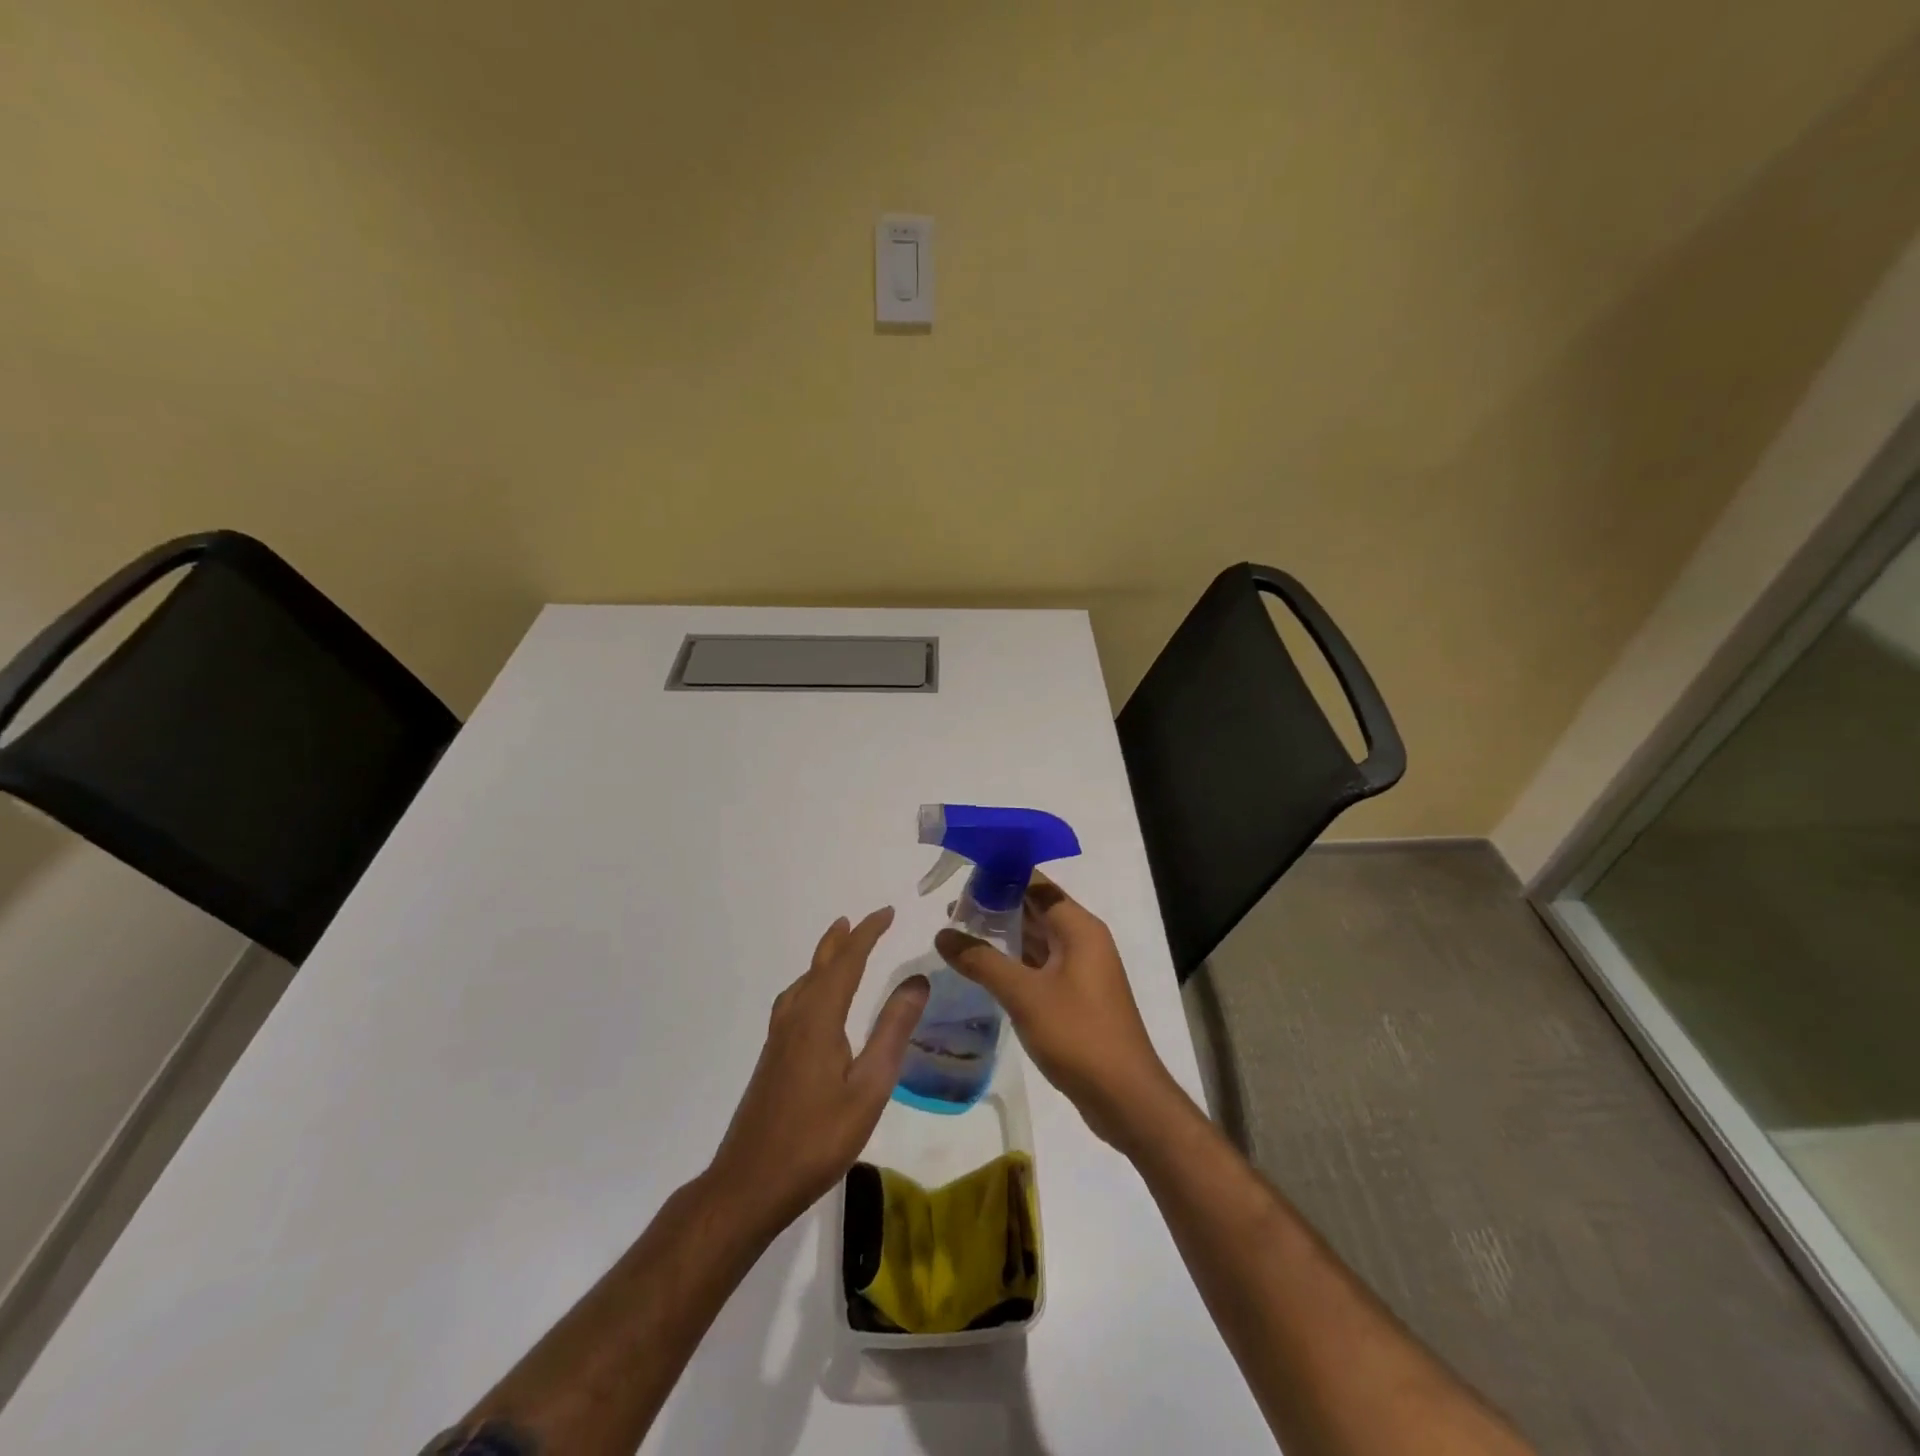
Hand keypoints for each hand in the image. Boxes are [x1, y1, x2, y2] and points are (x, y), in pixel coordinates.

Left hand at [708, 907, 928, 1232]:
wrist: (750, 1184)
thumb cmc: (817, 1138)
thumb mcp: (869, 1087)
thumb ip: (892, 1030)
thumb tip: (917, 980)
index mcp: (819, 1018)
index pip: (847, 961)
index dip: (867, 934)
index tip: (887, 912)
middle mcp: (795, 1018)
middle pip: (819, 966)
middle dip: (842, 940)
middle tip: (858, 920)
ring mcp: (778, 1039)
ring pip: (803, 983)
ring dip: (823, 960)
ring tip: (838, 949)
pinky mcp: (772, 1059)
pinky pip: (794, 1002)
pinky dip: (811, 984)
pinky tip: (814, 1003)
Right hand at [936, 878, 1180, 1150]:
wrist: (1125, 1097)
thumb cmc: (1078, 1034)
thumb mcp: (1024, 995)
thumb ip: (982, 961)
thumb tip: (943, 933)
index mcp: (1079, 927)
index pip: (1037, 884)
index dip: (1001, 875)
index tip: (963, 876)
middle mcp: (1082, 940)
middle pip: (1035, 908)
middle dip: (996, 905)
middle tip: (951, 908)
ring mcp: (1080, 970)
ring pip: (1036, 938)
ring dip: (1002, 934)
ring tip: (958, 933)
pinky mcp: (1075, 996)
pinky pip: (1039, 965)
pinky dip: (1013, 962)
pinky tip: (982, 969)